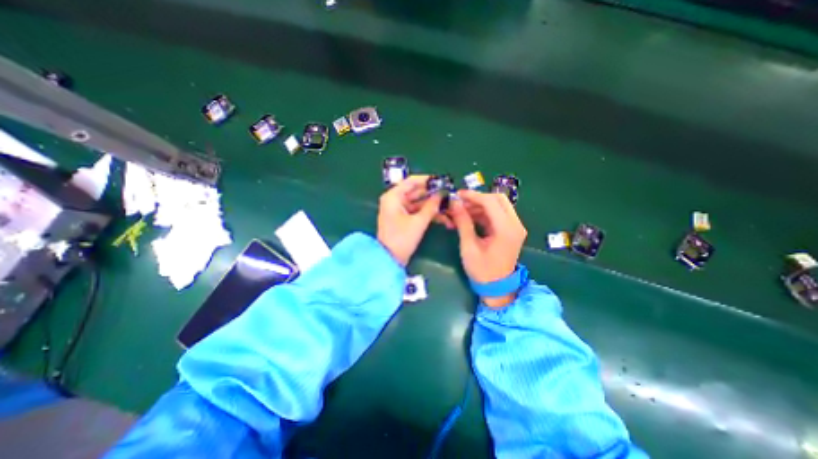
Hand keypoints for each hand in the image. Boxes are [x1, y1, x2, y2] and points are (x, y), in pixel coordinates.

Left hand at [376, 178, 441, 267]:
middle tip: (449, 195)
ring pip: (418, 203)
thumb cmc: (401, 239)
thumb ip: (431, 206)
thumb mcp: (418, 222)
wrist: (389, 260)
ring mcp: (399, 210)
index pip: (411, 181)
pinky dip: (427, 213)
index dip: (427, 180)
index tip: (442, 181)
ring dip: (432, 205)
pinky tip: (442, 216)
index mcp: (394, 197)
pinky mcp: (403, 219)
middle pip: (416, 192)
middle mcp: (395, 200)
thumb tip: (441, 194)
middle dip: (433, 194)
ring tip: (449, 207)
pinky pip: (417, 212)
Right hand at [445, 189, 526, 308]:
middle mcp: (515, 224)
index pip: (491, 202)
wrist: (497, 288)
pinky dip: (483, 213)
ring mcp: (515, 227)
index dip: (473, 196)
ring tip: (461, 211)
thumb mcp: (469, 247)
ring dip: (480, 205)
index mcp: (506, 229)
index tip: (457, 195)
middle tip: (460, 202)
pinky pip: (497, 214)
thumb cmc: (482, 271)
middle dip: (478, 198)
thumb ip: (463, 223)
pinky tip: (469, 217)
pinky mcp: (510, 230)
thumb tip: (454, 203)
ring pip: (498, 205)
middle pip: (498, 199)